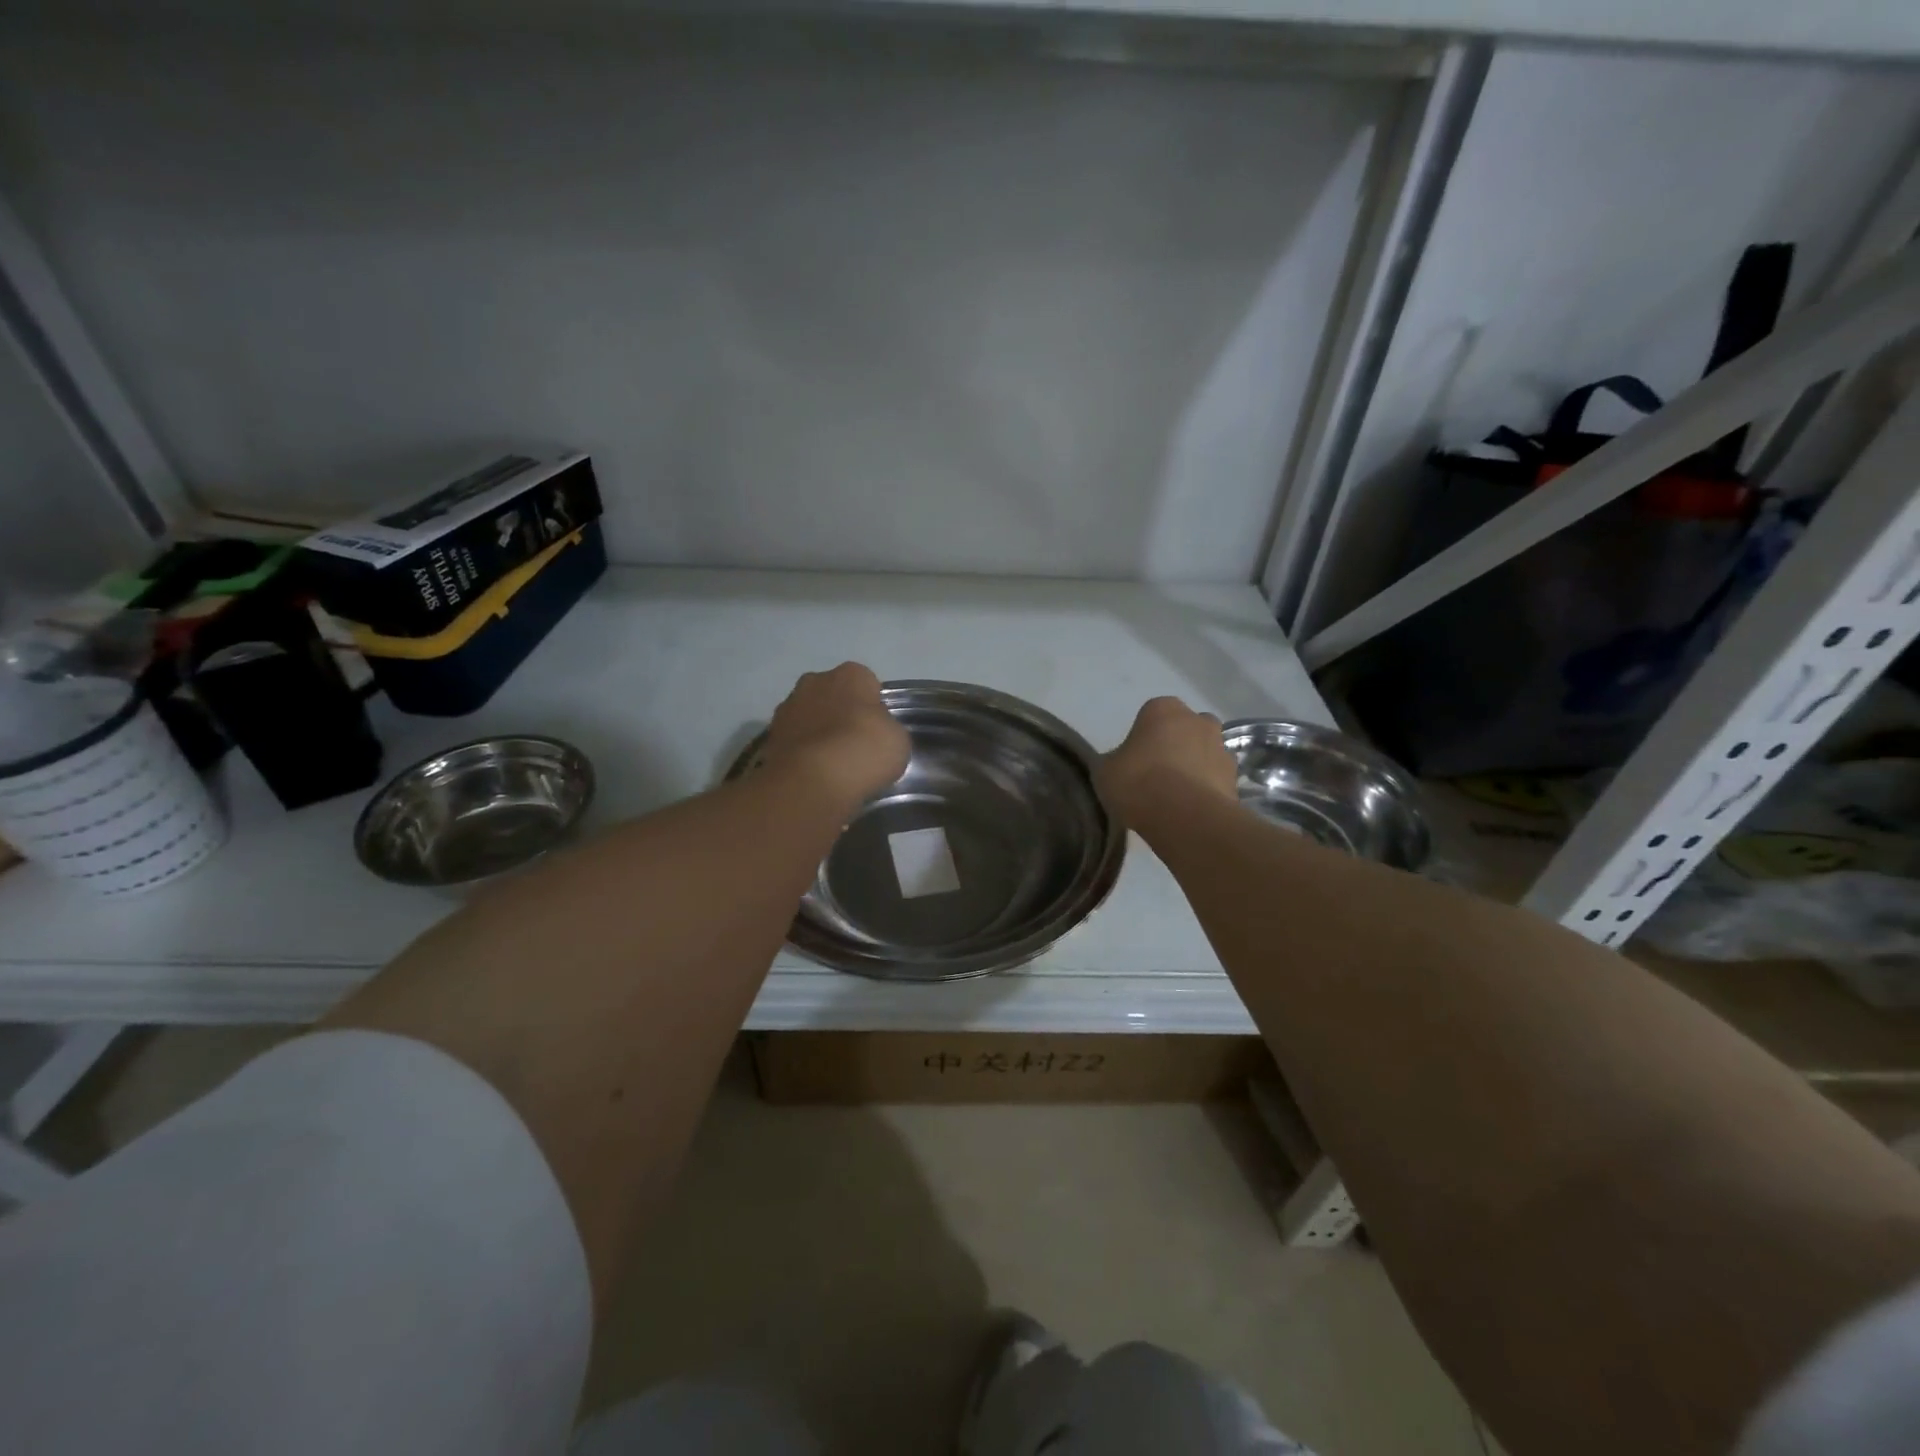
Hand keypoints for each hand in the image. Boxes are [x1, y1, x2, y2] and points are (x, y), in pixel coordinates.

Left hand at [761, 662, 909, 805]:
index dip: (873, 707)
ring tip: (832, 765)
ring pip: (810, 715)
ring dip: (818, 732)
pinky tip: (813, 774)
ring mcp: (788, 707)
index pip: (867, 683)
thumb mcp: (897, 740)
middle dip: (841, 713)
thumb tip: (876, 734)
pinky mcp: (770, 735)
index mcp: (851, 674)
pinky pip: (794, 739)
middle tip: (854, 745)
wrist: (813, 780)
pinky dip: (802, 751)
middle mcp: (815, 681)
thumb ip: (886, 728)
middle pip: (833, 695)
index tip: (877, 731)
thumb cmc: (864, 750)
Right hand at [1097, 696, 1237, 824]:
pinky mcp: (1236, 779)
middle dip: (1177, 744)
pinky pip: (1217, 779)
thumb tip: (1122, 765)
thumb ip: (1116, 761)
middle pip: (1186, 728)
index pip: (1152, 714)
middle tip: (1158, 772)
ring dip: (1195, 766)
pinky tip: (1191, 810)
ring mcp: (1222, 748)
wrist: (1184, 817)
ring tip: (1177, 796)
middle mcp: (1198, 720)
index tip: (1135, 759)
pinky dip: (1208, 789)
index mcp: (1163, 709)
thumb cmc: (1138, 782)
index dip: (1144, 736)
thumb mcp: (1106, 771)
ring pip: (1206, 752)